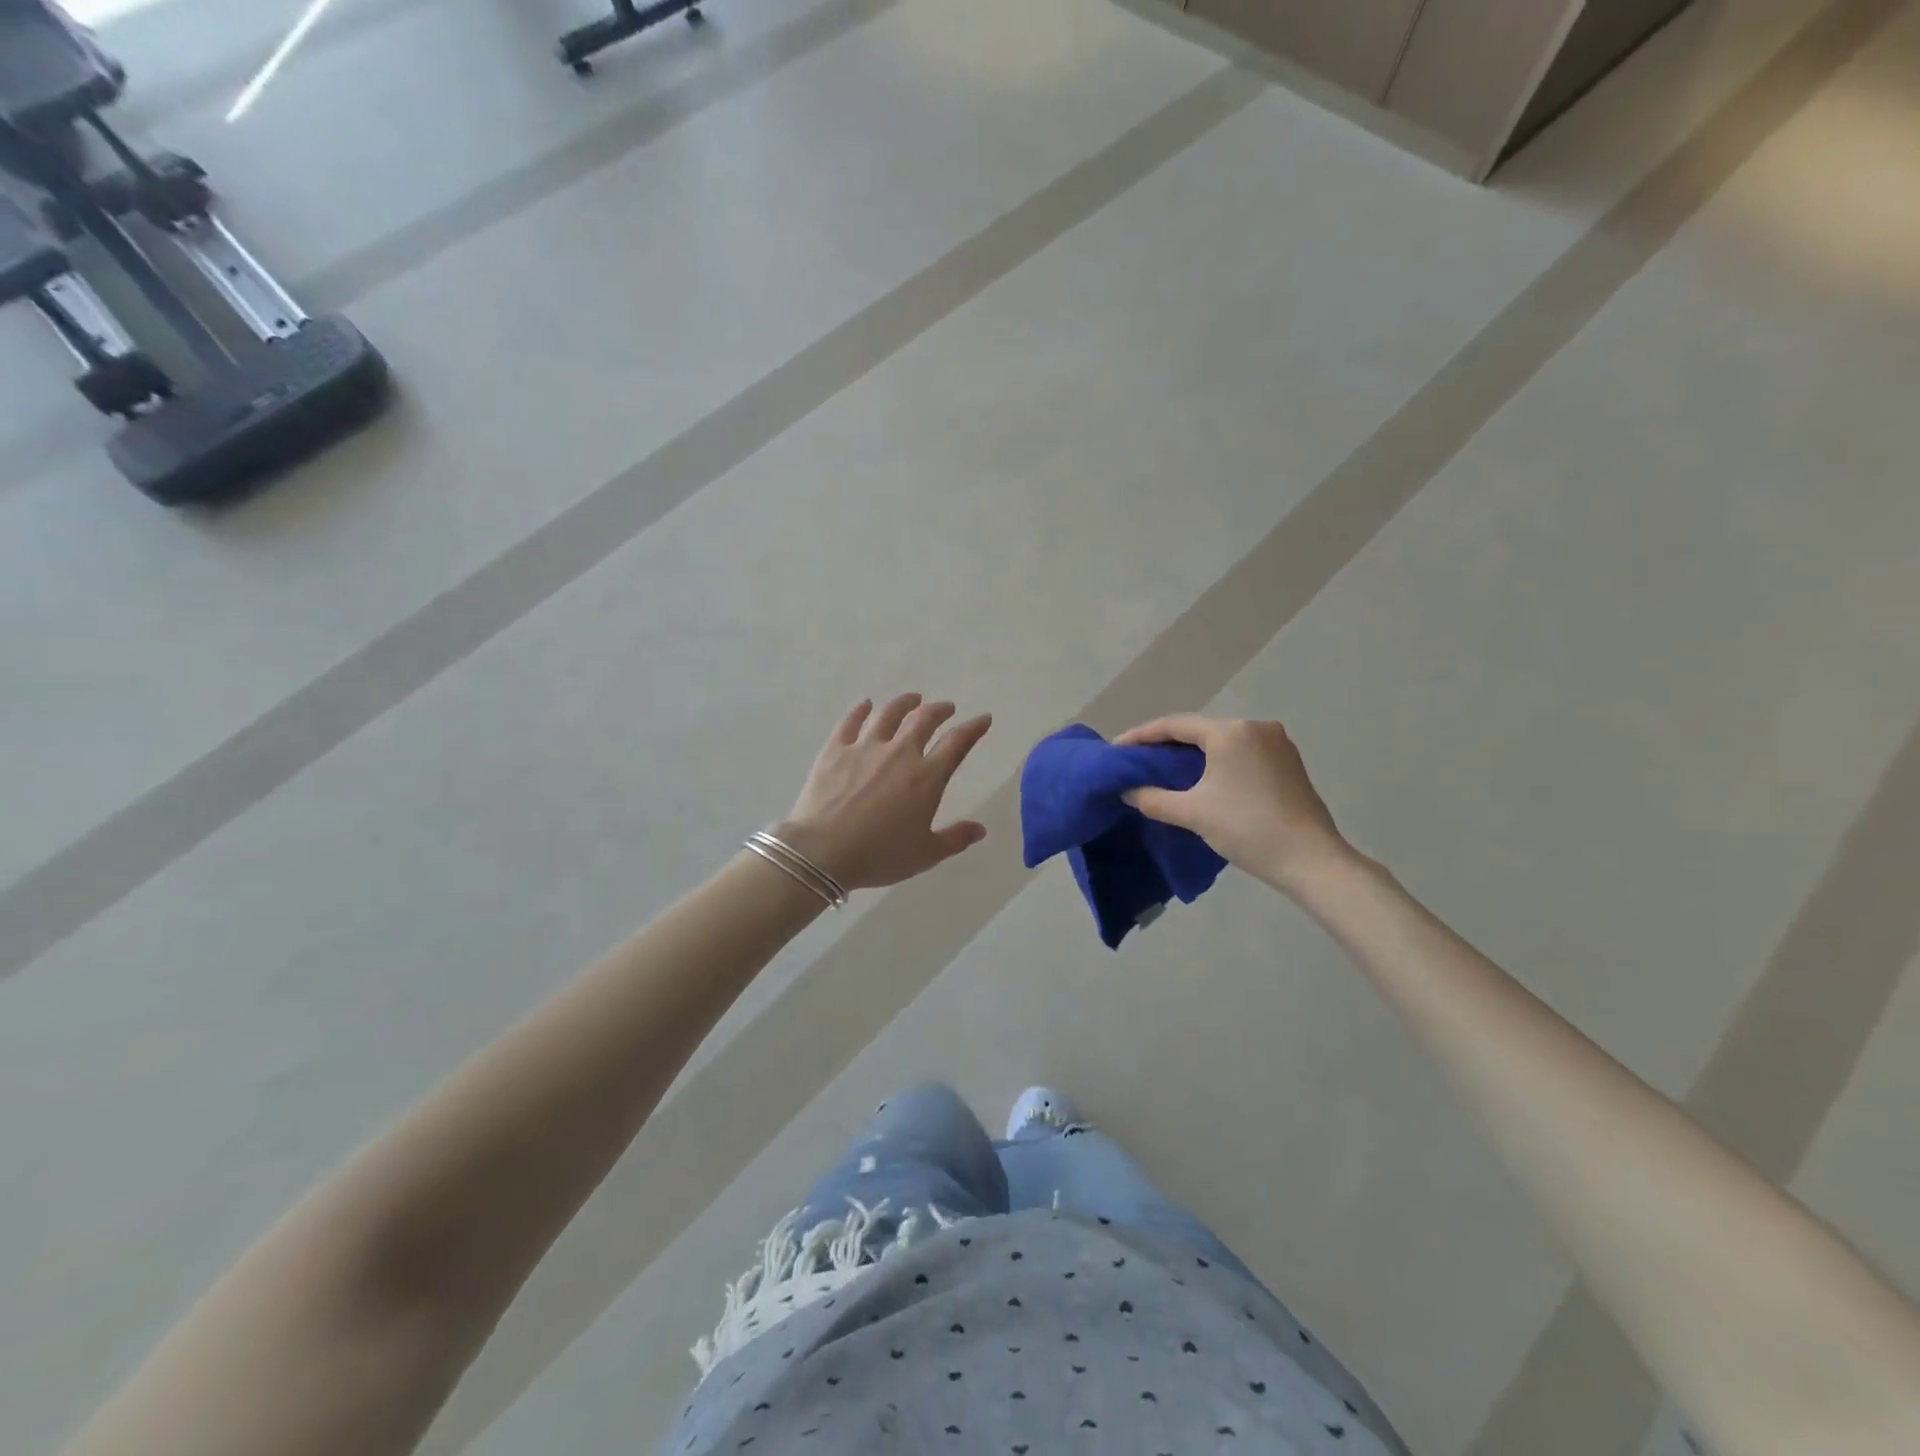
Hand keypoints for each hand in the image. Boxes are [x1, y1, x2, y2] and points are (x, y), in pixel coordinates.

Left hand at [777, 693, 992, 891]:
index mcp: (926, 777)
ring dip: (905, 702)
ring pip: (890, 713)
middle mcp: (900, 753)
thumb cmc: (879, 855)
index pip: (957, 743)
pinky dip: (861, 709)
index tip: (983, 719)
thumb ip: (955, 839)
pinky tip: (866, 704)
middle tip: (946, 708)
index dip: (973, 728)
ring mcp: (865, 747)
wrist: (822, 852)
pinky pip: (851, 721)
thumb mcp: (925, 854)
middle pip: (924, 719)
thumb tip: (980, 829)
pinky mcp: (836, 749)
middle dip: (940, 710)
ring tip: (913, 698)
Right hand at [1115, 715, 1350, 892]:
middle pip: (1200, 731)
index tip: (1117, 747)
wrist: (1310, 860)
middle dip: (1167, 745)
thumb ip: (1153, 798)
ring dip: (1193, 755)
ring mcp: (1277, 744)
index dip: (1142, 736)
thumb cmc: (1247, 828)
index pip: (1175, 725)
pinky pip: (1242, 753)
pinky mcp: (1288, 763)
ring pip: (1222, 742)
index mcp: (1231, 731)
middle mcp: (1255, 727)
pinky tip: (1203, 779)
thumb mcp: (1192, 813)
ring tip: (1165, 770)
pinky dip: (1218, 762)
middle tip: (1138, 760)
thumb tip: (1128, 791)